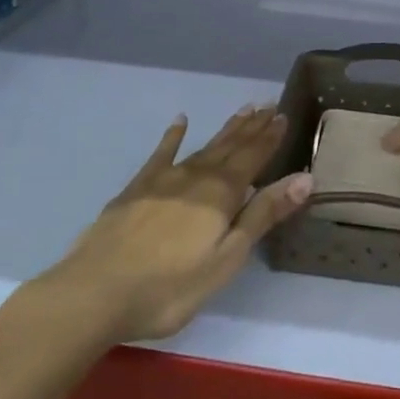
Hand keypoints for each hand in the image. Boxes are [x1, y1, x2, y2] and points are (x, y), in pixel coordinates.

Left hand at [47, 106, 311, 343]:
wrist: (95, 292)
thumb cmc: (169, 287)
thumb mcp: (226, 259)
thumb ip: (262, 215)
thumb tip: (304, 178)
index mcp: (221, 194)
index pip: (253, 158)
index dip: (269, 138)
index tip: (282, 116)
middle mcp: (195, 177)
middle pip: (229, 147)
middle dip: (251, 128)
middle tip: (267, 106)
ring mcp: (163, 179)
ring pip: (202, 147)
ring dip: (224, 130)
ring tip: (242, 112)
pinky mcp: (136, 189)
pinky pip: (161, 154)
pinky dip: (173, 136)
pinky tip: (180, 121)